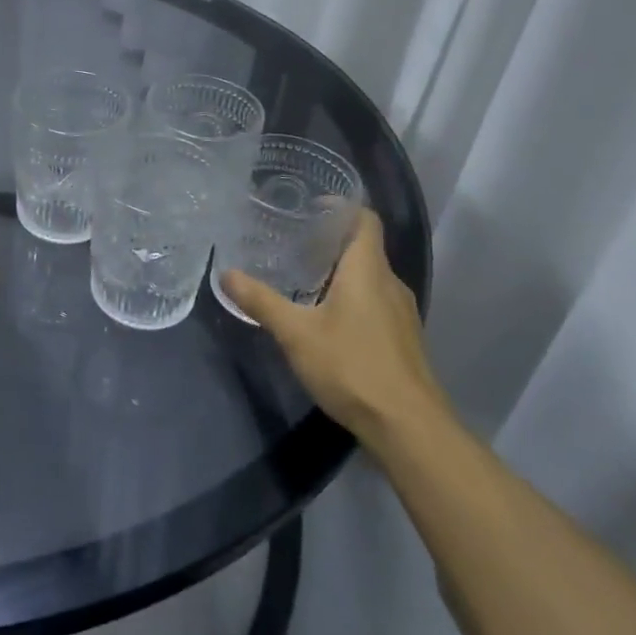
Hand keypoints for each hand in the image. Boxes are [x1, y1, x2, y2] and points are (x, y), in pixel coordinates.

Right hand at [221, 208, 447, 445]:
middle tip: (294, 243)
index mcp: (368, 270)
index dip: (341, 207)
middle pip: (365, 248)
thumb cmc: (352, 366)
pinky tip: (327, 319)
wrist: (408, 427)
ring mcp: (402, 314)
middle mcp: (390, 284)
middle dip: (331, 242)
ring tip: (304, 279)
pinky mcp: (403, 340)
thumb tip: (226, 274)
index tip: (311, 207)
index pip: (365, 220)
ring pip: (371, 278)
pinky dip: (353, 298)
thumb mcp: (296, 333)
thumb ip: (261, 301)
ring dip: (342, 272)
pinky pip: (376, 303)